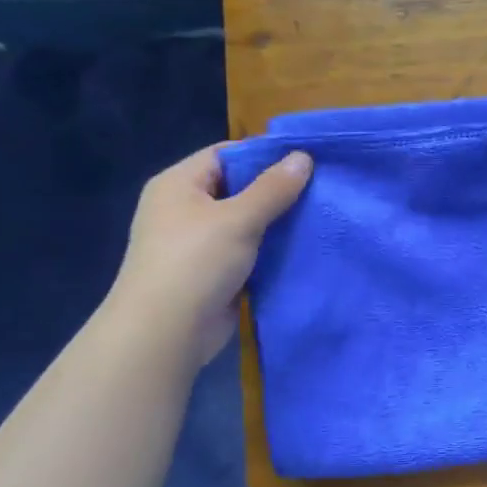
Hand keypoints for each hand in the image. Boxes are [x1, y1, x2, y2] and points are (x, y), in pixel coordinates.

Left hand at [104, 146, 310, 365]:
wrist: (166, 331)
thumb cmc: (196, 262)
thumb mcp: (239, 218)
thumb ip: (273, 188)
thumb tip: (303, 156)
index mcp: (178, 184)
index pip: (225, 155)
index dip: (263, 155)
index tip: (305, 161)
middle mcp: (183, 209)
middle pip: (236, 188)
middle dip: (275, 191)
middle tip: (319, 189)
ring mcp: (196, 243)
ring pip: (244, 222)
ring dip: (275, 223)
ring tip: (318, 217)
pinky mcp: (211, 272)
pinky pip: (245, 251)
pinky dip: (269, 250)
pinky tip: (300, 249)